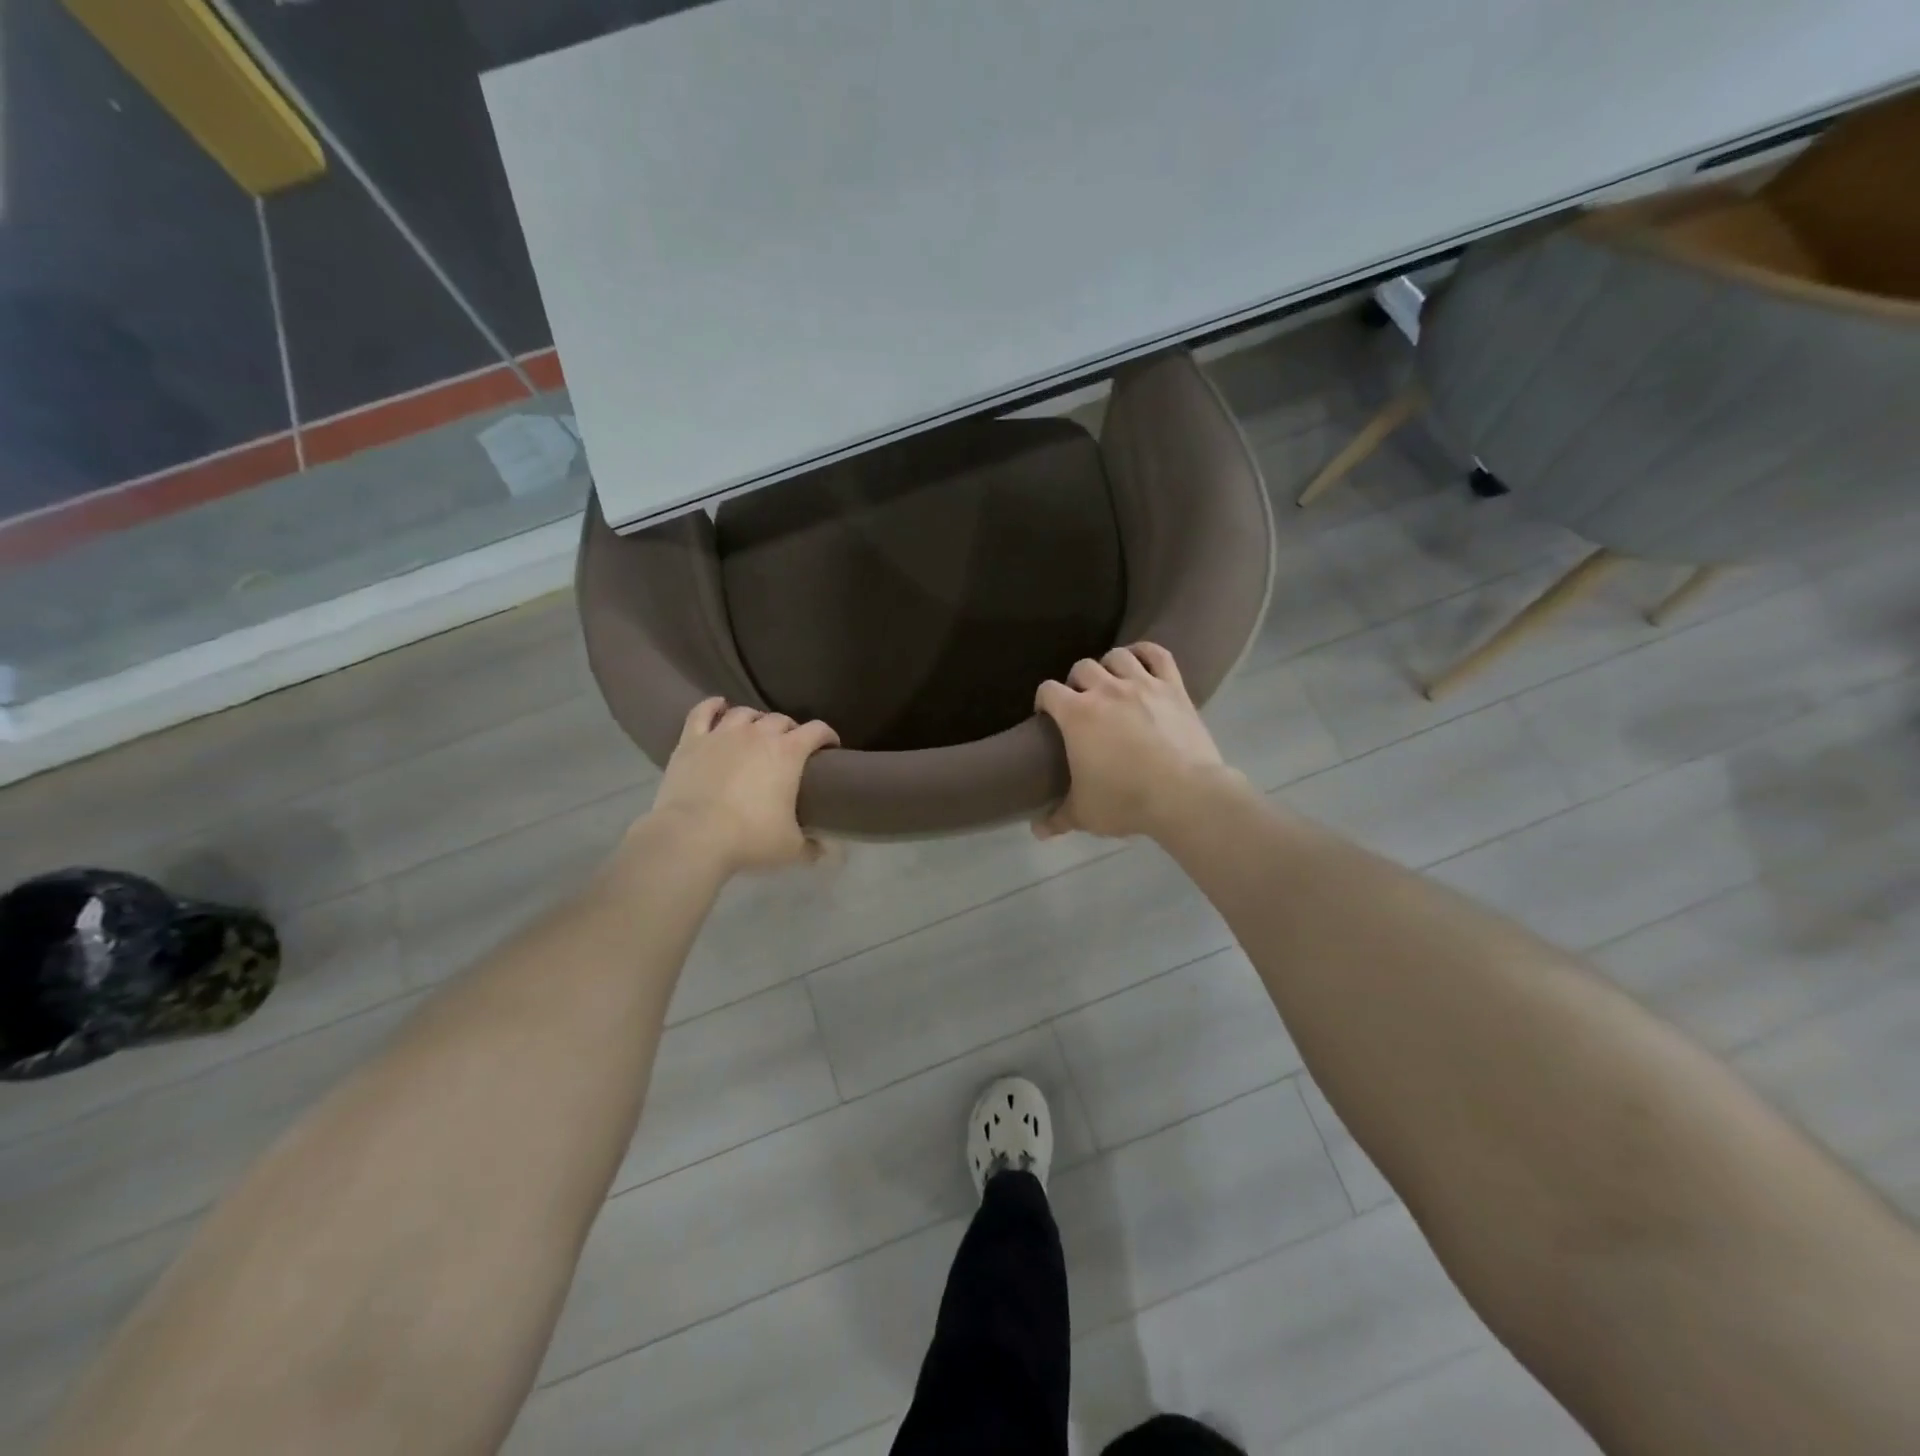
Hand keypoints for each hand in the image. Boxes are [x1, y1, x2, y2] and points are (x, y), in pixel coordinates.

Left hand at [642, 699, 838, 873]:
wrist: (692, 837)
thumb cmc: (749, 838)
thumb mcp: (790, 848)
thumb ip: (813, 847)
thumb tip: (828, 852)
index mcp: (788, 752)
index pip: (817, 730)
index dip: (827, 736)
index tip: (830, 748)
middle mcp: (758, 734)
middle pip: (781, 719)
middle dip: (790, 730)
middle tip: (791, 748)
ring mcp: (722, 734)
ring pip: (745, 713)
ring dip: (756, 719)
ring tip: (756, 732)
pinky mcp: (692, 741)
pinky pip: (702, 712)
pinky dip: (713, 706)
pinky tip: (719, 706)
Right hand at [1033, 644, 1241, 840]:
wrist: (1185, 795)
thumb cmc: (1126, 801)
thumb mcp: (1085, 814)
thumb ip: (1057, 818)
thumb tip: (1036, 831)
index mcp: (1077, 714)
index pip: (1049, 690)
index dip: (1044, 700)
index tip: (1047, 714)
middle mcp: (1106, 690)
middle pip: (1082, 668)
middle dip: (1076, 682)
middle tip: (1081, 702)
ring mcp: (1142, 685)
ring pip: (1117, 656)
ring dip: (1108, 665)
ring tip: (1110, 681)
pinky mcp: (1174, 687)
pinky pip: (1158, 654)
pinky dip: (1146, 651)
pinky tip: (1139, 658)